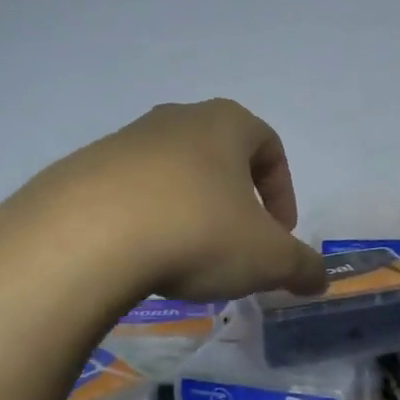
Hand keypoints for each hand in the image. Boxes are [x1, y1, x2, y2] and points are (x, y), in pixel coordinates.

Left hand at [0, 99, 327, 303]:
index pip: (269, 145)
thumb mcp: (268, 258)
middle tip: (237, 246)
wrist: (86, 238)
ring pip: (172, 175)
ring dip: (189, 211)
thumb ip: (302, 266)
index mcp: (225, 124)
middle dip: (236, 201)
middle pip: (219, 156)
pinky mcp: (80, 171)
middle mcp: (175, 120)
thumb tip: (319, 279)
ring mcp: (122, 141)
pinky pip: (128, 195)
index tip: (279, 234)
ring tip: (186, 259)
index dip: (282, 191)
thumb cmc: (198, 232)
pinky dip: (145, 222)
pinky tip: (141, 260)